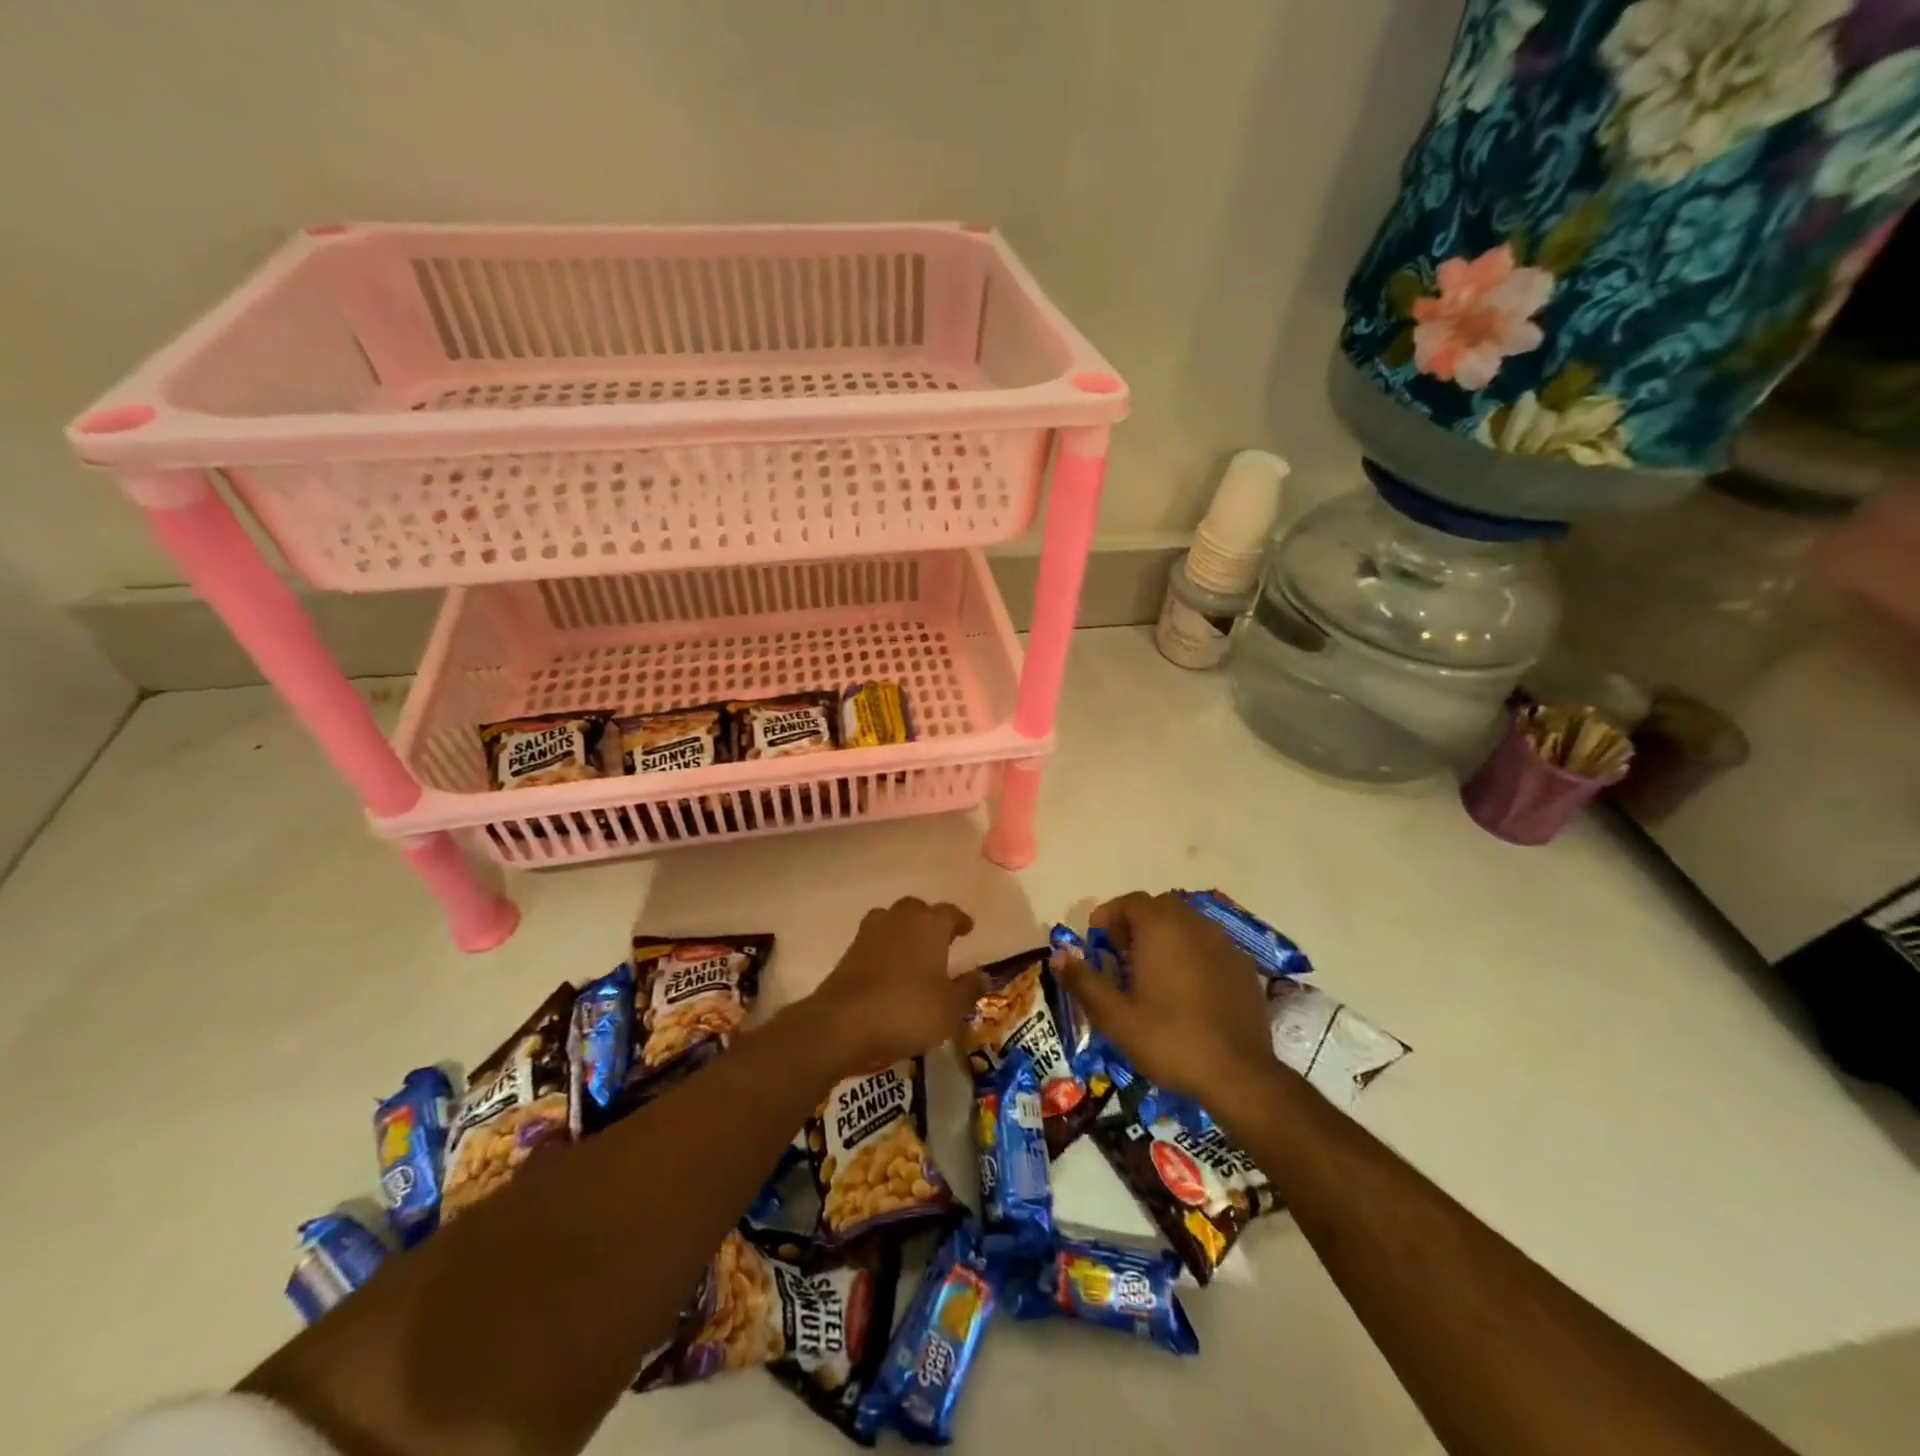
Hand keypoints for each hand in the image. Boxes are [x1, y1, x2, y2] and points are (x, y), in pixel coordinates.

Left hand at [803, 898, 982, 1076]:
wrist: (843, 1023)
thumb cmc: (907, 1010)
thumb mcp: (950, 1008)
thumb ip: (969, 989)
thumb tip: (983, 975)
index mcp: (929, 924)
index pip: (950, 913)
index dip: (960, 921)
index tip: (967, 929)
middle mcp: (900, 918)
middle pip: (918, 910)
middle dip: (930, 922)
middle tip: (940, 940)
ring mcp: (870, 932)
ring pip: (892, 921)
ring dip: (903, 932)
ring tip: (913, 952)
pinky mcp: (849, 951)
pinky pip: (874, 942)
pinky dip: (884, 950)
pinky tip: (889, 970)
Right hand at [1056, 891, 1274, 1107]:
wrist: (1238, 1075)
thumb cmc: (1168, 1039)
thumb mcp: (1114, 1016)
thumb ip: (1084, 981)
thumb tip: (1058, 956)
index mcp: (1160, 928)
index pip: (1131, 901)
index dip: (1110, 916)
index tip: (1099, 942)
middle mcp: (1194, 925)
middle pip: (1160, 907)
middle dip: (1138, 923)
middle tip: (1123, 955)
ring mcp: (1224, 945)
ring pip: (1188, 924)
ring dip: (1167, 936)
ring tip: (1154, 972)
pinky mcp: (1244, 968)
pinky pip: (1211, 945)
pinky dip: (1193, 954)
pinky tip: (1188, 989)